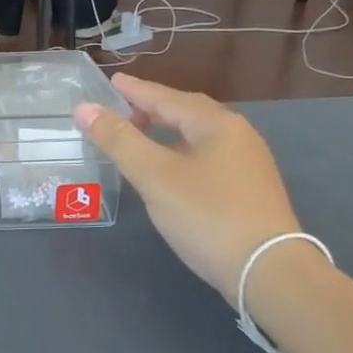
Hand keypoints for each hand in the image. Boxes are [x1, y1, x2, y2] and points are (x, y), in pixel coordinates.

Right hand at [75, 75, 303, 305]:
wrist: (268, 271)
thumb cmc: (207, 215)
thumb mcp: (155, 176)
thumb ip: (119, 140)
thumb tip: (84, 108)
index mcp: (216, 125)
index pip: (168, 98)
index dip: (136, 90)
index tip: (111, 81)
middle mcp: (237, 136)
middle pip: (187, 113)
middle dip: (152, 109)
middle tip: (121, 109)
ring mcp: (247, 165)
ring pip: (198, 137)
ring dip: (166, 132)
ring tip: (139, 137)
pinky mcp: (248, 191)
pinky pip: (206, 157)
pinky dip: (180, 153)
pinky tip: (168, 170)